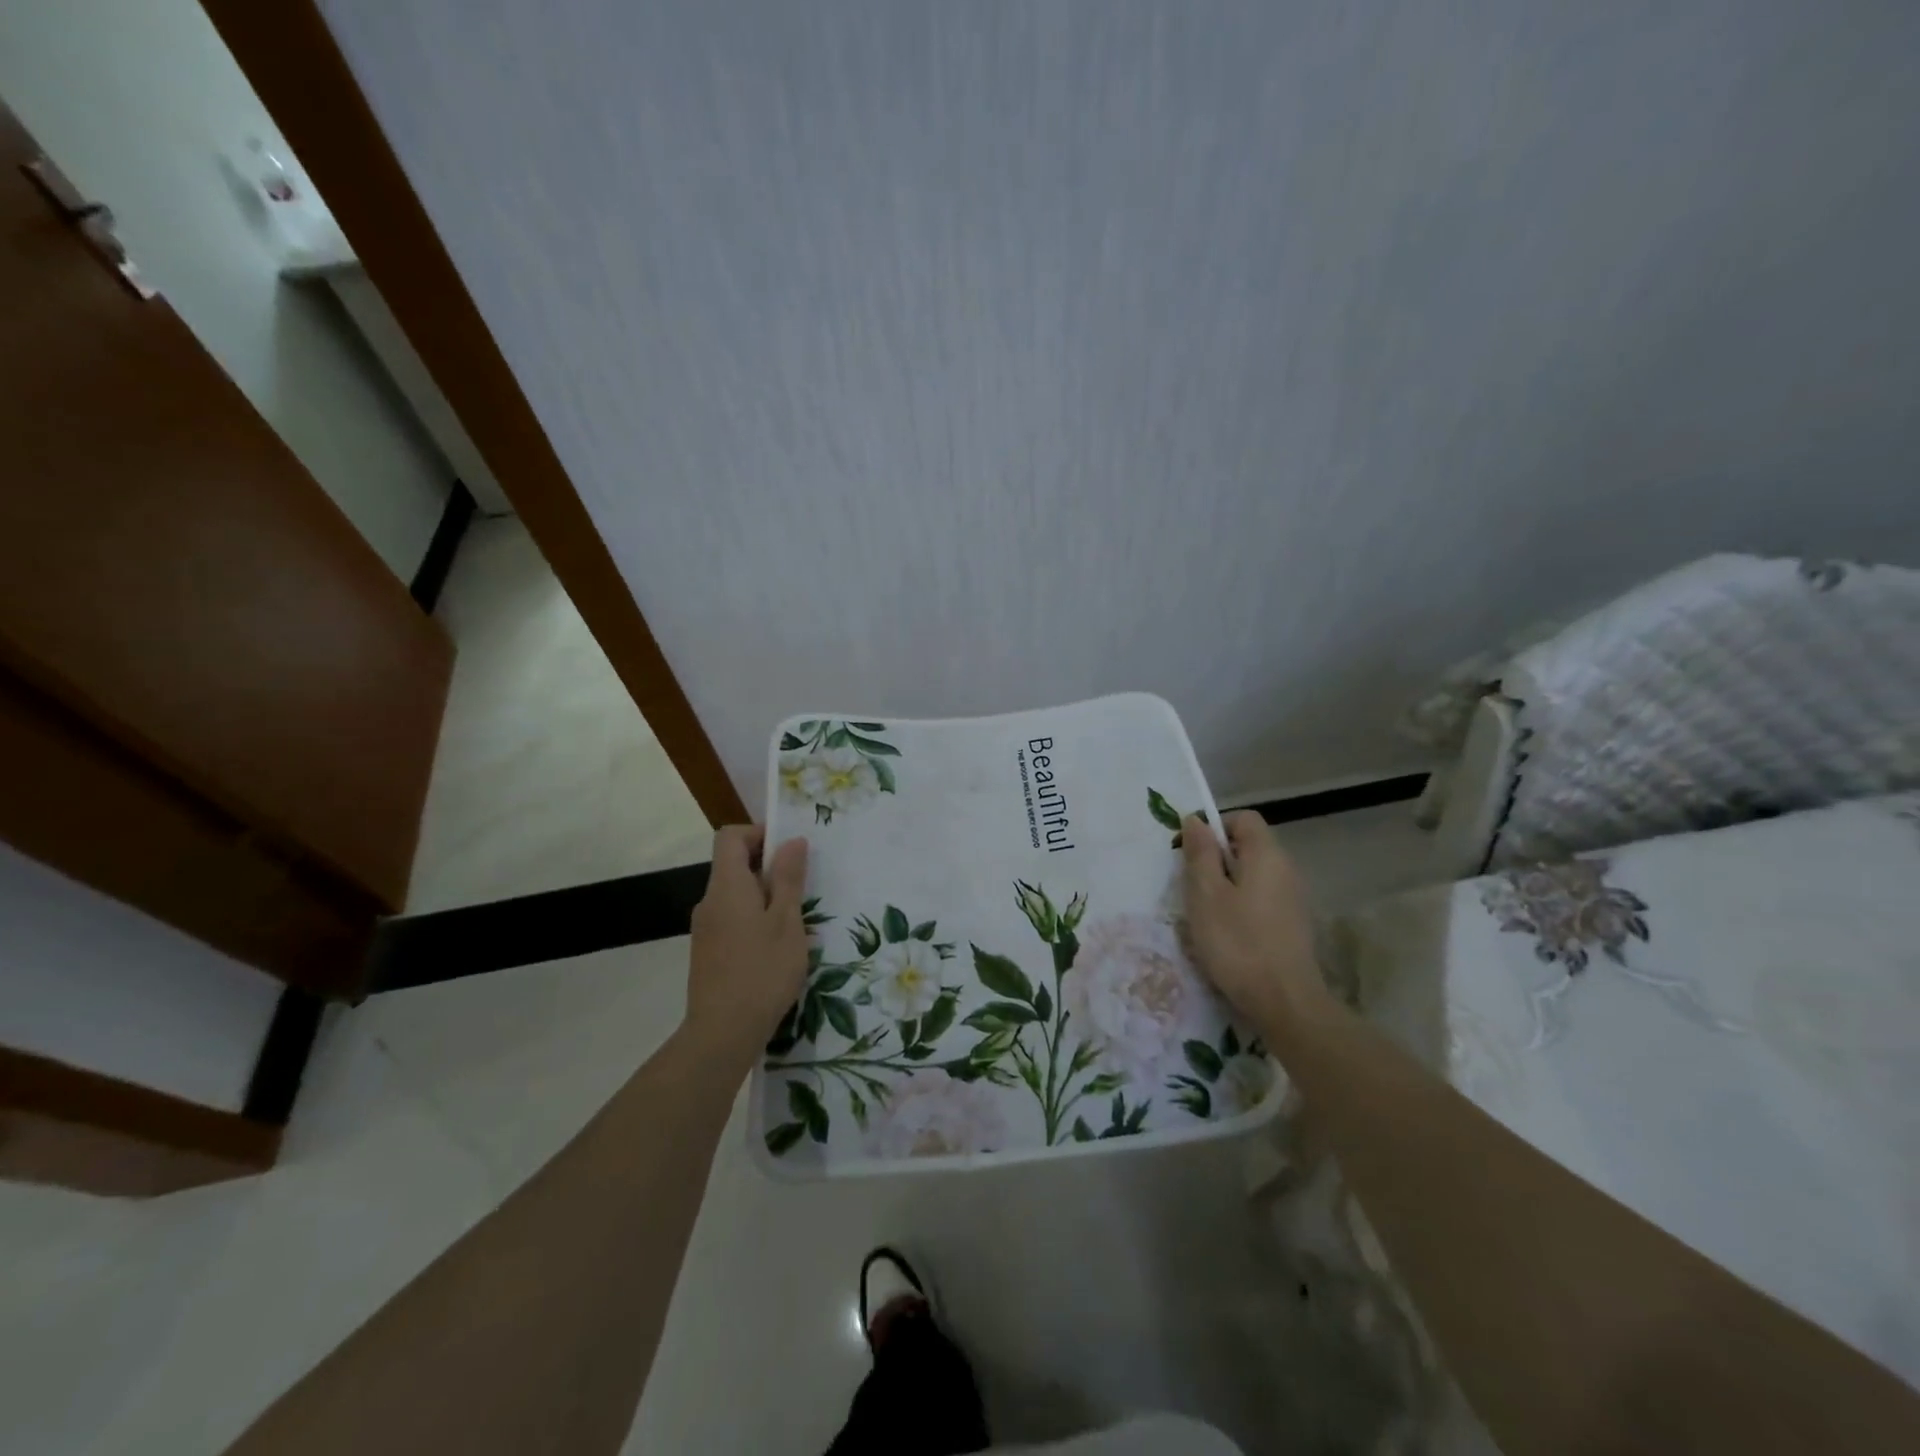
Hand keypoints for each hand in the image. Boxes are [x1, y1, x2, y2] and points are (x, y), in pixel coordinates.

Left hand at [685, 824, 809, 1065]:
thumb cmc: (762, 971)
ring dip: (766, 898)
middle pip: (734, 865)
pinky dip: (756, 921)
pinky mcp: (708, 952)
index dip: (759, 833)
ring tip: (798, 923)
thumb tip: (792, 841)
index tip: (789, 851)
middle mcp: (710, 901)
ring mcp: (706, 929)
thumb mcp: (787, 921)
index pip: (730, 836)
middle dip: (770, 869)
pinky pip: (733, 920)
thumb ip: (788, 878)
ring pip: (737, 896)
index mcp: (727, 886)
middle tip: (803, 889)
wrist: (722, 1034)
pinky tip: (779, 950)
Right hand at [1180, 810, 1336, 1055]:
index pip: (1244, 818)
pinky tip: (1227, 935)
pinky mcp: (1294, 925)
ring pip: (1254, 876)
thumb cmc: (1238, 943)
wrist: (1285, 1003)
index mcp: (1267, 855)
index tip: (1192, 854)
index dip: (1215, 827)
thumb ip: (1201, 854)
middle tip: (1192, 887)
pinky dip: (1242, 906)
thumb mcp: (1206, 895)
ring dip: (1227, 886)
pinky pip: (1262, 899)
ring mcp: (1294, 899)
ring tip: (1206, 914)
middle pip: (1249, 846)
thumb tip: (1196, 820)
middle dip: (1217, 860)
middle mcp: (1287, 869)